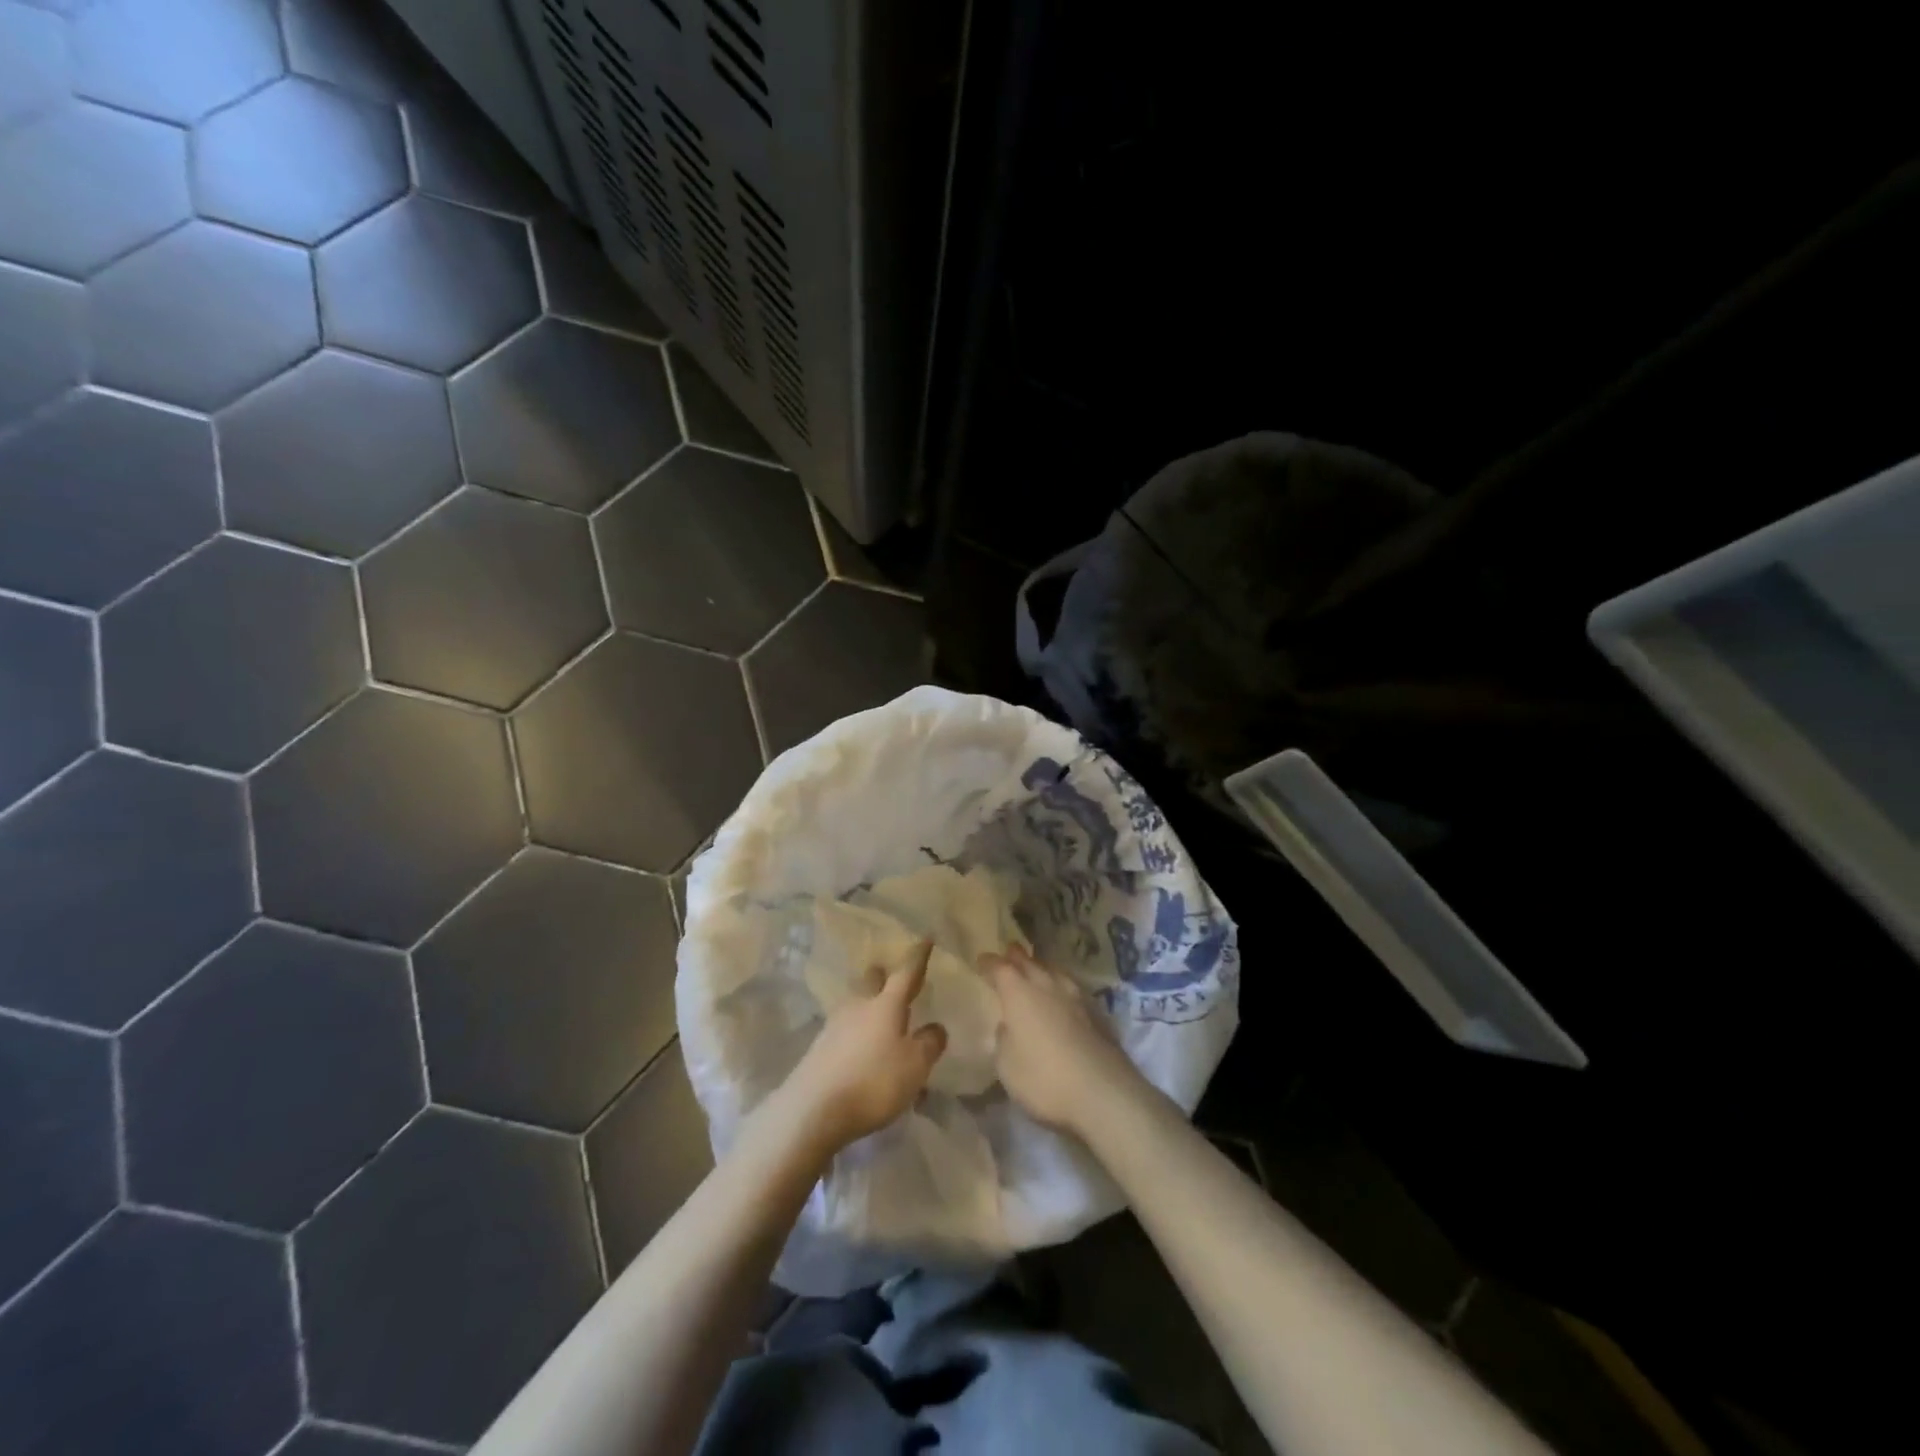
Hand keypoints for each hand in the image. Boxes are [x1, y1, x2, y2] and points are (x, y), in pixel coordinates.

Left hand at [774, 940, 947, 1154]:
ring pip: (856, 1005)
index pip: (906, 973)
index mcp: (886, 1005)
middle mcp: (859, 1007)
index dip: (918, 956)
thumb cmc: (873, 1081)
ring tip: (881, 1020)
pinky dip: (858, 1035)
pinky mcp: (819, 1049)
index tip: (926, 938)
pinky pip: (845, 1032)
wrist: (812, 1111)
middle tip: (892, 976)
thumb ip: (929, 1043)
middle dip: (883, 976)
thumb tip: (935, 1027)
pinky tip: (864, 1052)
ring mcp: (834, 1026)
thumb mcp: (915, 1066)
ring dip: (869, 1007)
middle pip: (871, 982)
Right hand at [982, 946, 1146, 1136]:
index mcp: (1019, 993)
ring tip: (1035, 969)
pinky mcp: (1096, 1012)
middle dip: (1015, 956)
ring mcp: (1075, 996)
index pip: (1000, 967)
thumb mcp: (1007, 1066)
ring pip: (1053, 970)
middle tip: (1007, 954)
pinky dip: (1060, 986)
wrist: (1102, 1092)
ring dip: (1041, 967)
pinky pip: (1071, 987)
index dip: (989, 963)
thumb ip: (1004, 1040)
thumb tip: (1008, 1025)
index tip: (981, 961)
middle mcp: (1047, 985)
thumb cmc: (1044, 1078)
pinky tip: (1061, 996)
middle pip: (1029, 961)